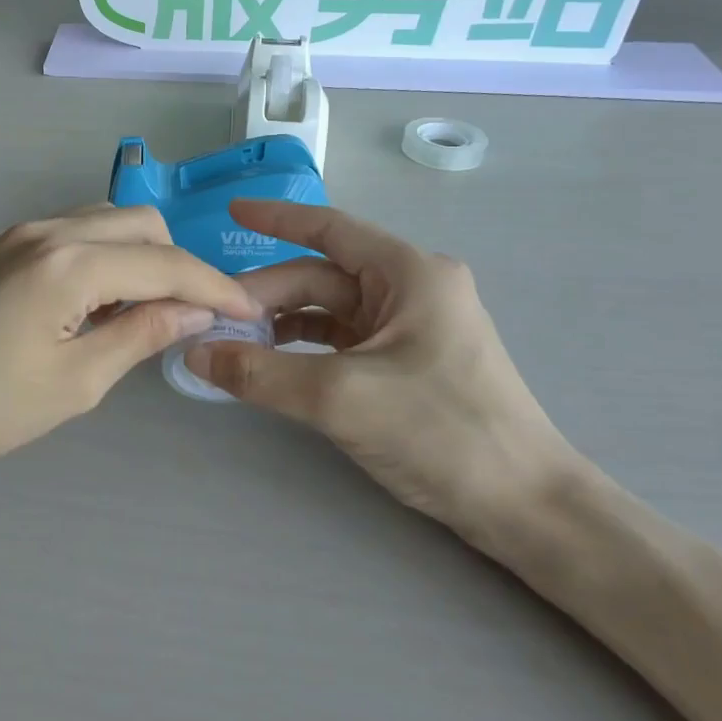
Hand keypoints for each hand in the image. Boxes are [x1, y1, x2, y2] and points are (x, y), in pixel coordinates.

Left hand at [0, 205, 263, 479]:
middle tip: (188, 316)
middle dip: (177, 264)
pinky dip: (103, 257)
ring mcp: (18, 234)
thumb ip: (141, 334)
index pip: (166, 263)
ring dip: (139, 256)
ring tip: (143, 312)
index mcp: (69, 263)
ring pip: (105, 222)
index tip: (248, 311)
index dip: (214, 287)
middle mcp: (47, 231)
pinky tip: (96, 302)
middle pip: (140, 224)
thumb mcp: (76, 383)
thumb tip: (194, 310)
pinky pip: (72, 234)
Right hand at [189, 201, 586, 547]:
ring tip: (234, 343)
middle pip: (322, 277)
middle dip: (268, 294)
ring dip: (282, 323)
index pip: (329, 229)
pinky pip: (342, 341)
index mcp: (409, 273)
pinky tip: (272, 364)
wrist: (526, 507)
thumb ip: (260, 373)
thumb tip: (195, 355)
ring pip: (330, 311)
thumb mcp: (340, 398)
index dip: (276, 219)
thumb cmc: (442, 432)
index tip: (230, 214)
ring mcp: (411, 328)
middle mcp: (411, 289)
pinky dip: (304, 348)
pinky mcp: (407, 363)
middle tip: (214, 320)